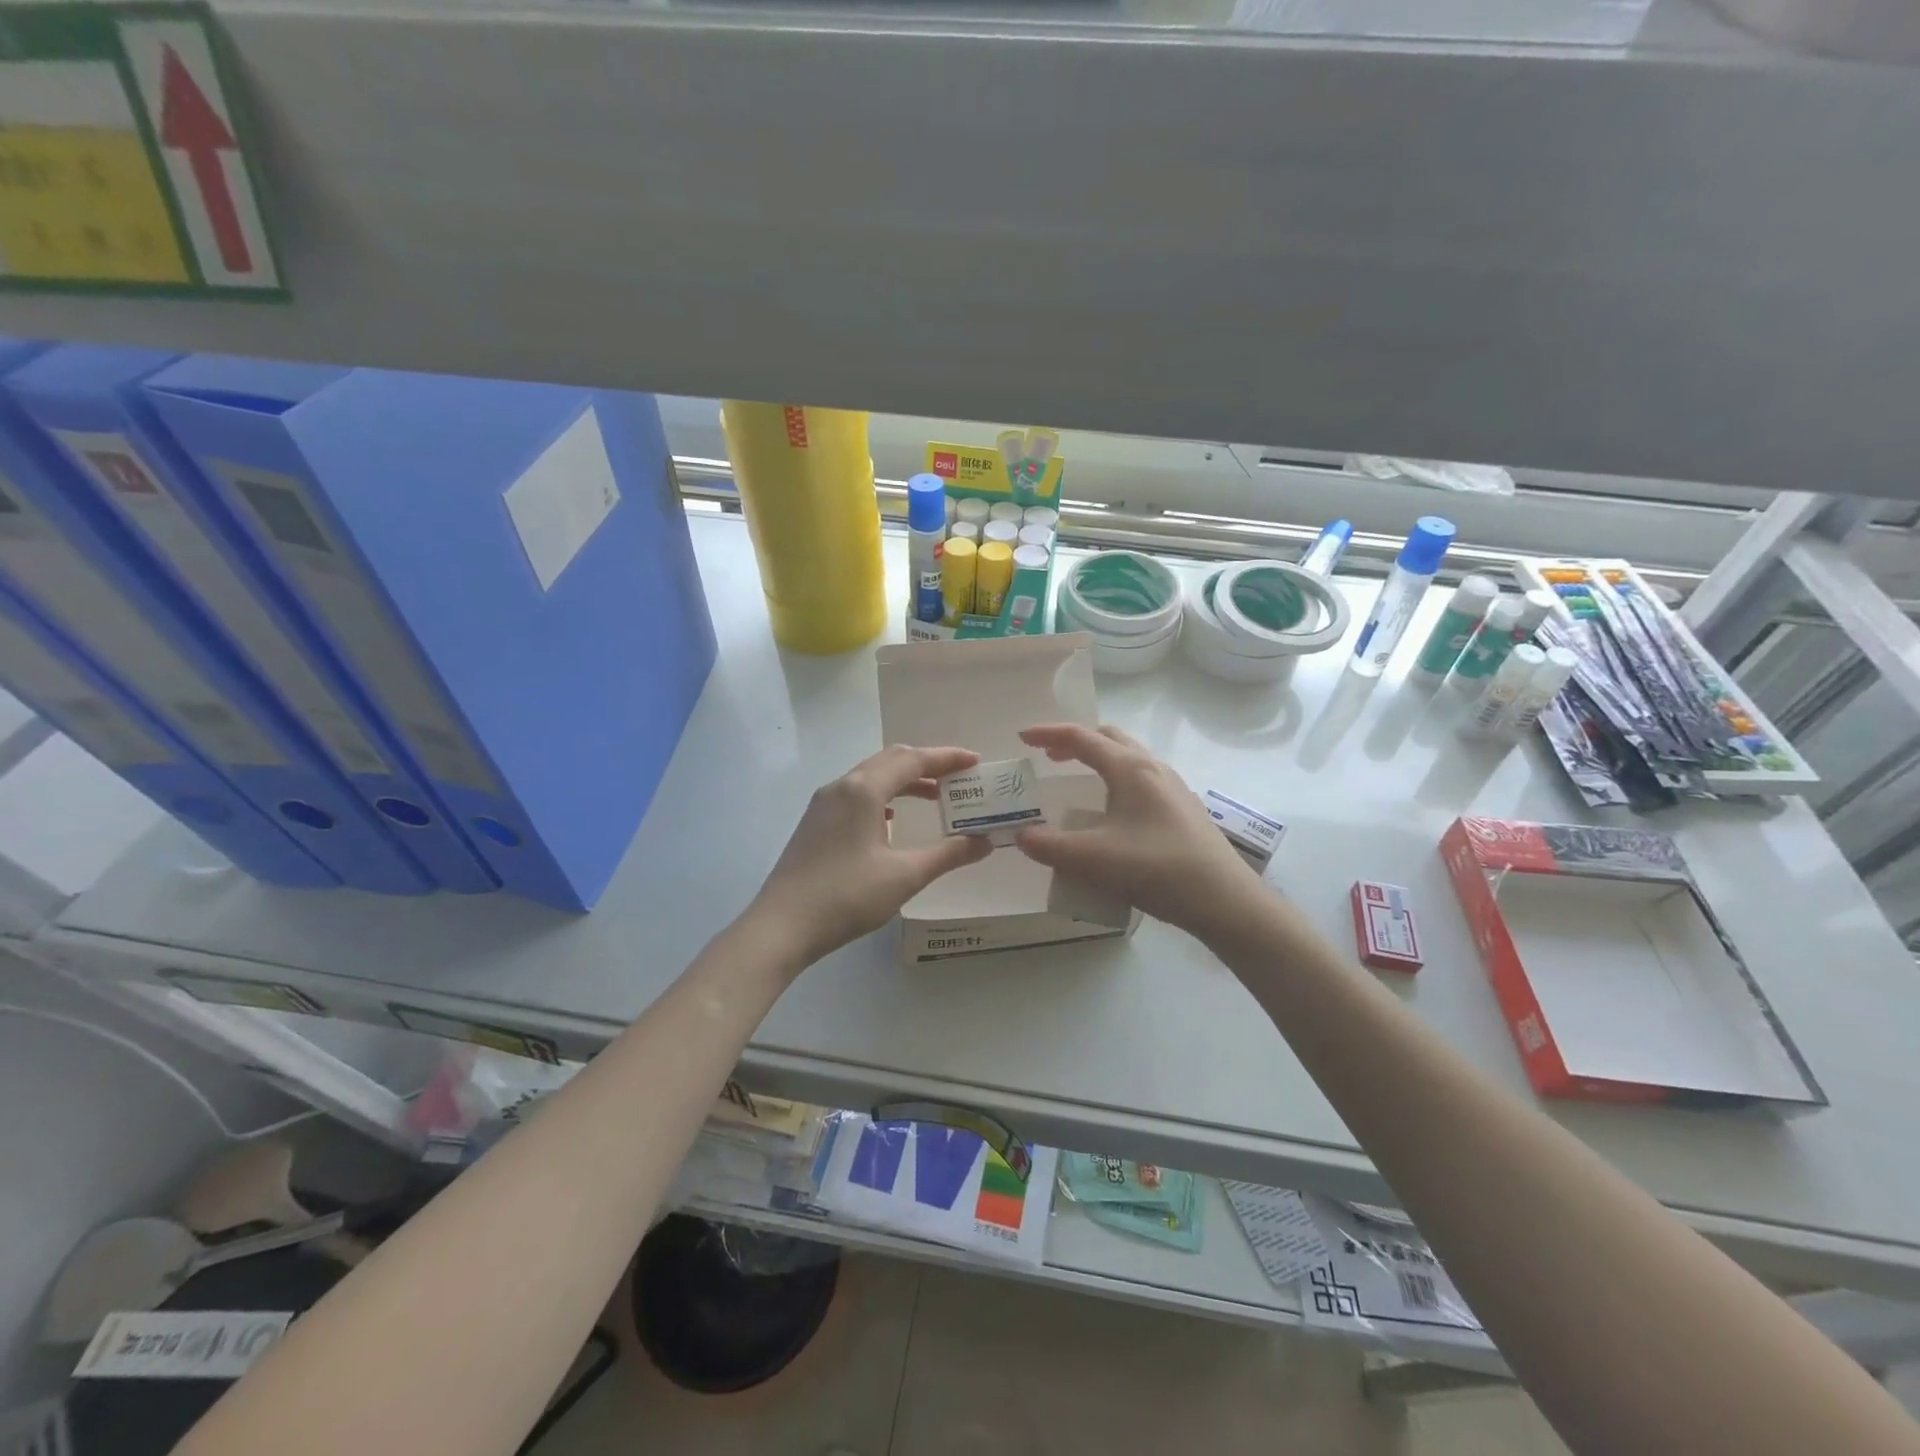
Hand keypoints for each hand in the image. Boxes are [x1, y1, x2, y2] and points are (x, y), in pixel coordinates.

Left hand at [749, 744, 992, 968]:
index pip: (913, 760)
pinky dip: (884, 795)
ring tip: (936, 796)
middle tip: (960, 777)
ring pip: (872, 776)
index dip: (947, 758)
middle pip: (891, 760)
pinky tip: (893, 819)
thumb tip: (984, 842)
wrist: (782, 926)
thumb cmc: (846, 897)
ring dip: (905, 780)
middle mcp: (842, 786)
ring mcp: (824, 803)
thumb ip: (948, 854)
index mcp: (864, 789)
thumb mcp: (905, 876)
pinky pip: (857, 793)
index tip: (976, 762)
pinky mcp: (816, 821)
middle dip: (928, 764)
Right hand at [1014, 723, 1261, 936]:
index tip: (1022, 737)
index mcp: (1130, 768)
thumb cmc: (1156, 869)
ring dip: (1099, 760)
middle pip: (1110, 738)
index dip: (1049, 734)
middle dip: (1075, 742)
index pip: (1082, 738)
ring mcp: (1173, 788)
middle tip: (1049, 757)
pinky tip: (1113, 813)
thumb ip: (1050, 846)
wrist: (1224, 899)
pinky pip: (1143, 780)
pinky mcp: (1184, 810)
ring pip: (1130, 758)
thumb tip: (1023, 836)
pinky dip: (1117, 781)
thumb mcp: (1093, 859)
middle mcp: (1153, 768)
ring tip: (1079, 782)